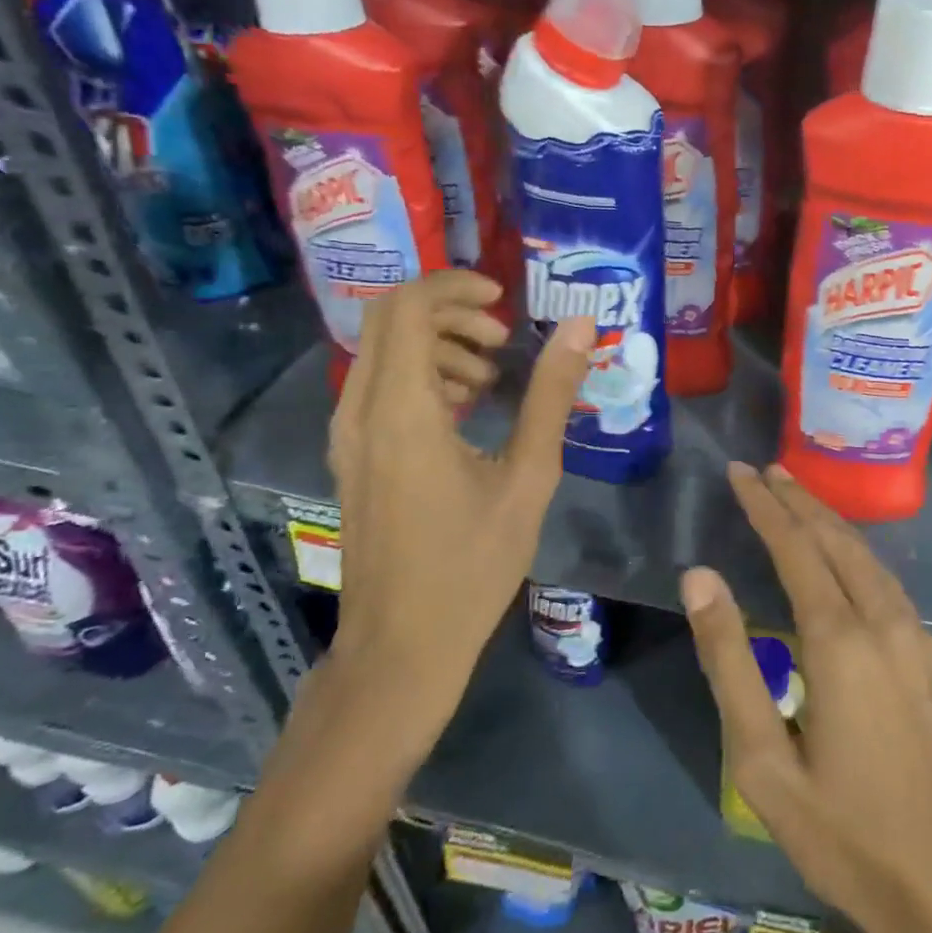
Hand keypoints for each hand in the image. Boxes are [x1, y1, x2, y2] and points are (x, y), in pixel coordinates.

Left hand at [327, 270, 593, 757]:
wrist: (401, 645)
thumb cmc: (472, 565)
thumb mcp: (528, 477)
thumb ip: (551, 396)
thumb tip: (581, 329)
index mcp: (403, 410)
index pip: (409, 307)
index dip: (456, 287)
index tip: (505, 302)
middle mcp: (362, 410)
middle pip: (390, 318)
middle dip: (450, 311)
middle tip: (503, 339)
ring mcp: (349, 434)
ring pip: (383, 350)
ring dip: (437, 343)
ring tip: (491, 379)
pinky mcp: (353, 455)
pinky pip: (380, 384)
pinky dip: (422, 374)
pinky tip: (465, 411)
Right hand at [684, 463, 931, 932]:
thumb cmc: (844, 833)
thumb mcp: (762, 760)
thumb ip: (729, 660)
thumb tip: (699, 577)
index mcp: (839, 639)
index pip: (795, 546)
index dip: (764, 506)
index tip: (739, 472)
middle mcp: (883, 621)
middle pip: (835, 538)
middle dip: (797, 499)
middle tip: (763, 470)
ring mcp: (917, 636)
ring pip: (867, 555)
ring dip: (828, 519)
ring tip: (795, 496)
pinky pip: (887, 581)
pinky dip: (855, 550)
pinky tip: (843, 554)